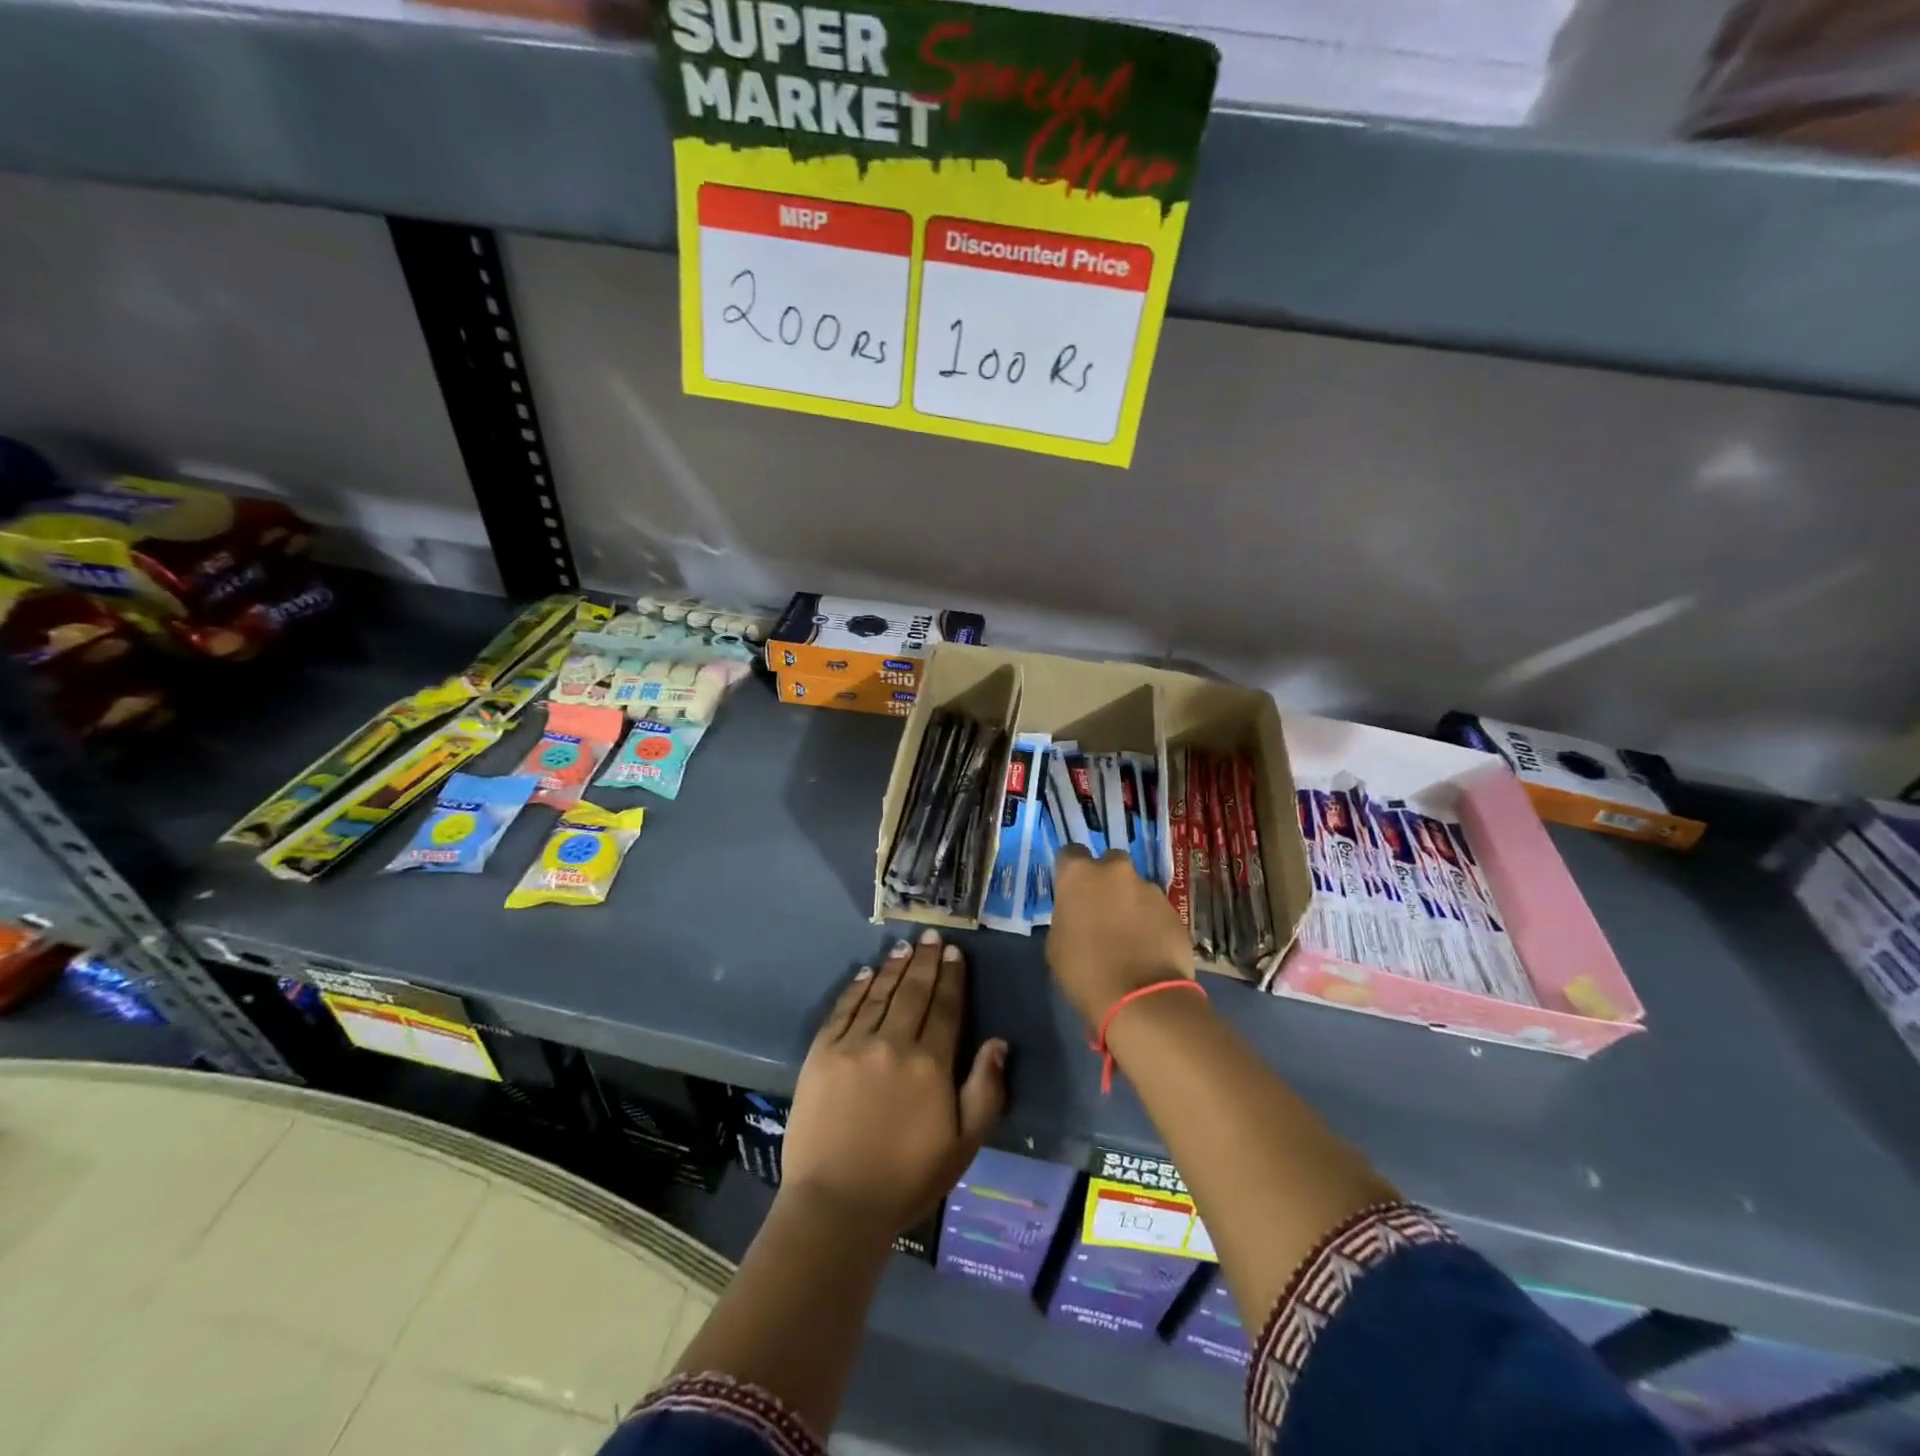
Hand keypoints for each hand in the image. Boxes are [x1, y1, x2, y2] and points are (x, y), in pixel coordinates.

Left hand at [781, 929, 1007, 1239]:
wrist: (836, 1206)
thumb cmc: (907, 1180)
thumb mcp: (963, 1145)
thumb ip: (985, 1090)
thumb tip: (997, 1041)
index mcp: (931, 1064)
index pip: (946, 1008)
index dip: (952, 977)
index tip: (955, 952)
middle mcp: (894, 1043)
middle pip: (914, 992)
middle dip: (926, 961)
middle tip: (932, 935)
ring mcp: (854, 1045)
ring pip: (879, 994)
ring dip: (894, 967)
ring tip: (905, 947)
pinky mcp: (822, 1053)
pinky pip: (843, 1009)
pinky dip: (857, 988)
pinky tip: (866, 973)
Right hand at [1047, 845, 1194, 1027]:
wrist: (1142, 999)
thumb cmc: (1085, 971)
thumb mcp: (1056, 944)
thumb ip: (1066, 916)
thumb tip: (1077, 914)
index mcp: (1079, 874)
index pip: (1070, 853)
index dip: (1070, 871)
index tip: (1071, 891)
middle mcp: (1115, 870)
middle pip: (1109, 863)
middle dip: (1106, 881)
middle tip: (1101, 911)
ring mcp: (1149, 889)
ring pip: (1136, 888)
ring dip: (1130, 903)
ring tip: (1129, 936)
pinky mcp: (1175, 910)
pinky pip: (1156, 910)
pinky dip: (1151, 922)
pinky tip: (1148, 949)